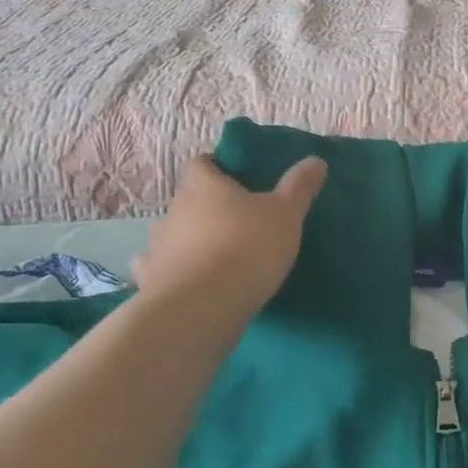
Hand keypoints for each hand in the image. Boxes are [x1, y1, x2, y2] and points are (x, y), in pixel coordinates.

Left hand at [132, 154, 326, 315]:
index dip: (215, 166)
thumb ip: (299, 186)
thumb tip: (316, 160)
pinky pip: (157, 268)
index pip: (201, 163)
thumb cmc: (248, 248)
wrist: (203, 306)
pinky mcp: (151, 279)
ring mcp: (158, 245)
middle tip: (236, 221)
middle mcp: (175, 210)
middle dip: (207, 206)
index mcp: (204, 186)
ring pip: (172, 233)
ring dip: (188, 239)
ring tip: (214, 255)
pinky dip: (169, 270)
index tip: (234, 178)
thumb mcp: (286, 214)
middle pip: (188, 199)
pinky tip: (184, 279)